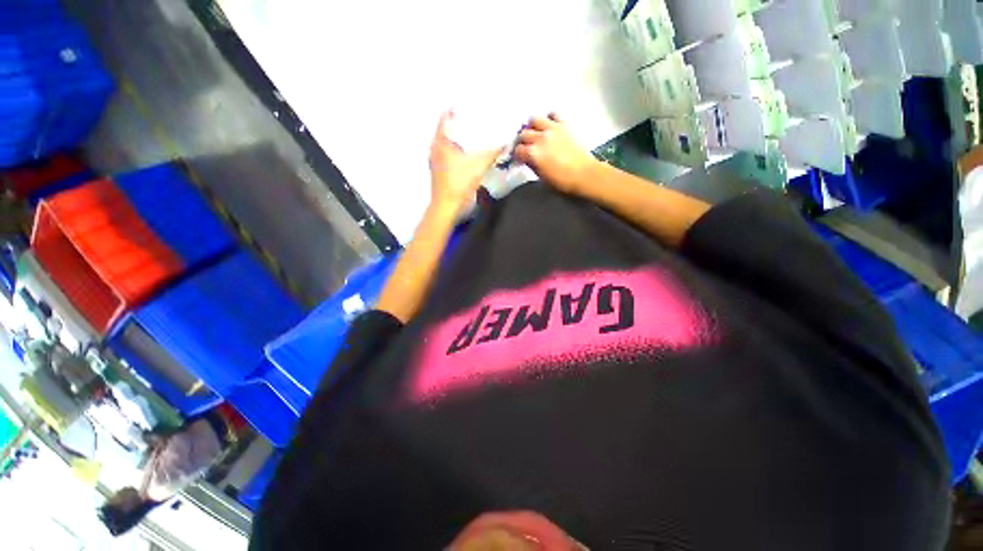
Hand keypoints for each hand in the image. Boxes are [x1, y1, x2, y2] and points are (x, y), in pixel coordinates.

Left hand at [429, 110, 502, 210]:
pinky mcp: (439, 173)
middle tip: (474, 119)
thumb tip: (506, 144)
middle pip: (446, 131)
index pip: (445, 118)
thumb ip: (493, 153)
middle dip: (459, 125)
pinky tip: (468, 155)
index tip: (467, 105)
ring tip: (473, 136)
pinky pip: (449, 156)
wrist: (447, 207)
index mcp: (440, 142)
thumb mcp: (479, 165)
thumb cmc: (459, 183)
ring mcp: (435, 162)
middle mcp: (434, 149)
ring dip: (458, 141)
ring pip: (447, 145)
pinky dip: (457, 153)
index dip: (455, 110)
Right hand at [516, 113, 597, 194]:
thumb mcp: (542, 178)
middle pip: (523, 134)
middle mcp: (540, 138)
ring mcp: (552, 129)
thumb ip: (532, 165)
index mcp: (533, 154)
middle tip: (524, 148)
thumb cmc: (562, 182)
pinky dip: (549, 118)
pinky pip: (553, 114)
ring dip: (531, 127)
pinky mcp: (564, 125)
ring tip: (534, 133)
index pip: (518, 151)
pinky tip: (549, 126)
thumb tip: (527, 159)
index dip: (517, 156)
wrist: (584, 175)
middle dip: (521, 142)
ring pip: (534, 119)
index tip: (519, 159)